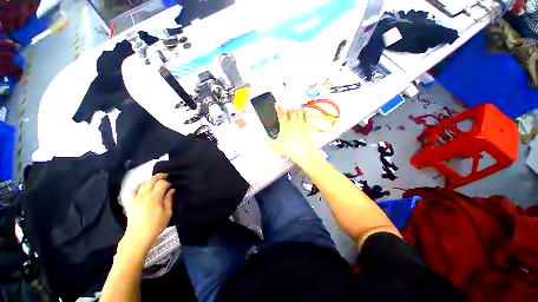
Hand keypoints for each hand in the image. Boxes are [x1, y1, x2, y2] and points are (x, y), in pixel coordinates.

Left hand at [124, 174, 174, 249]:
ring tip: (156, 180)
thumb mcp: (167, 213)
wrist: (138, 237)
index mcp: (154, 198)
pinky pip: (134, 190)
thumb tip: (171, 190)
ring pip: (143, 184)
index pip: (161, 184)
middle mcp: (144, 196)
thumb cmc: (155, 226)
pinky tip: (143, 186)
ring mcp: (136, 198)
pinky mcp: (131, 202)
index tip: (171, 186)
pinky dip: (139, 186)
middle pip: (151, 181)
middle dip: (159, 176)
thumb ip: (169, 200)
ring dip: (150, 180)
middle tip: (166, 175)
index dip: (167, 183)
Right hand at [266, 104, 319, 168]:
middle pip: (291, 111)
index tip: (277, 103)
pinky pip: (307, 116)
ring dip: (296, 111)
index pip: (281, 114)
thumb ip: (269, 143)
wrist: (303, 152)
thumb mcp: (276, 146)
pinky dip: (306, 113)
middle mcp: (293, 122)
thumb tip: (263, 141)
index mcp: (285, 125)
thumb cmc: (290, 148)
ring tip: (294, 112)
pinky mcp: (308, 126)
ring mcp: (301, 123)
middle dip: (288, 110)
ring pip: (299, 112)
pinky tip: (305, 113)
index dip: (279, 108)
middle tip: (286, 113)